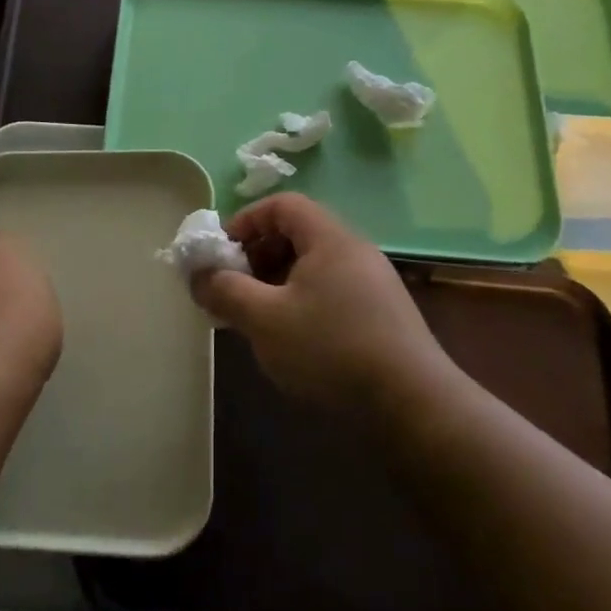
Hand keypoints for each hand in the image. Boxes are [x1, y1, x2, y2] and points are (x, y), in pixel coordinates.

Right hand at [191, 194, 462, 410]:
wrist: (412, 405)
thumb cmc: (331, 349)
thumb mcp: (264, 319)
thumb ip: (224, 291)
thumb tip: (198, 275)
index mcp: (330, 239)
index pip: (283, 205)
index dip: (246, 221)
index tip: (222, 253)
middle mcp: (355, 252)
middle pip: (298, 233)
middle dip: (257, 255)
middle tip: (234, 288)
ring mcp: (373, 284)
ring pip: (313, 266)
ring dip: (277, 282)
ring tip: (256, 317)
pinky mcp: (382, 315)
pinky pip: (331, 291)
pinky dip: (301, 302)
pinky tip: (292, 339)